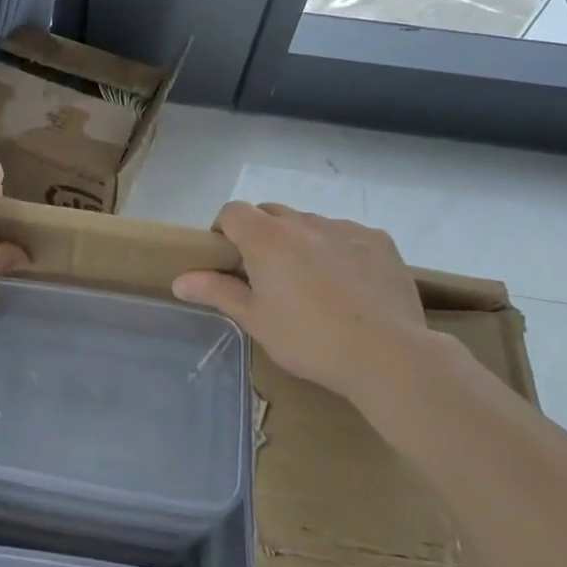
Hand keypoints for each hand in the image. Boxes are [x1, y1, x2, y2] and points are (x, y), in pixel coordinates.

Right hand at [173, 202, 443, 400]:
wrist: (387, 354)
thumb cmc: (309, 340)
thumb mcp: (255, 320)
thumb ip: (217, 292)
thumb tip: (179, 280)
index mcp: (266, 238)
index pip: (232, 211)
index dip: (225, 230)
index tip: (229, 260)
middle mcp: (303, 223)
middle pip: (271, 213)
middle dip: (262, 235)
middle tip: (268, 276)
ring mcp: (344, 228)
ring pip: (310, 224)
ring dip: (301, 242)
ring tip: (313, 284)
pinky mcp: (378, 241)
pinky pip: (347, 235)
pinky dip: (339, 250)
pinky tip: (350, 286)